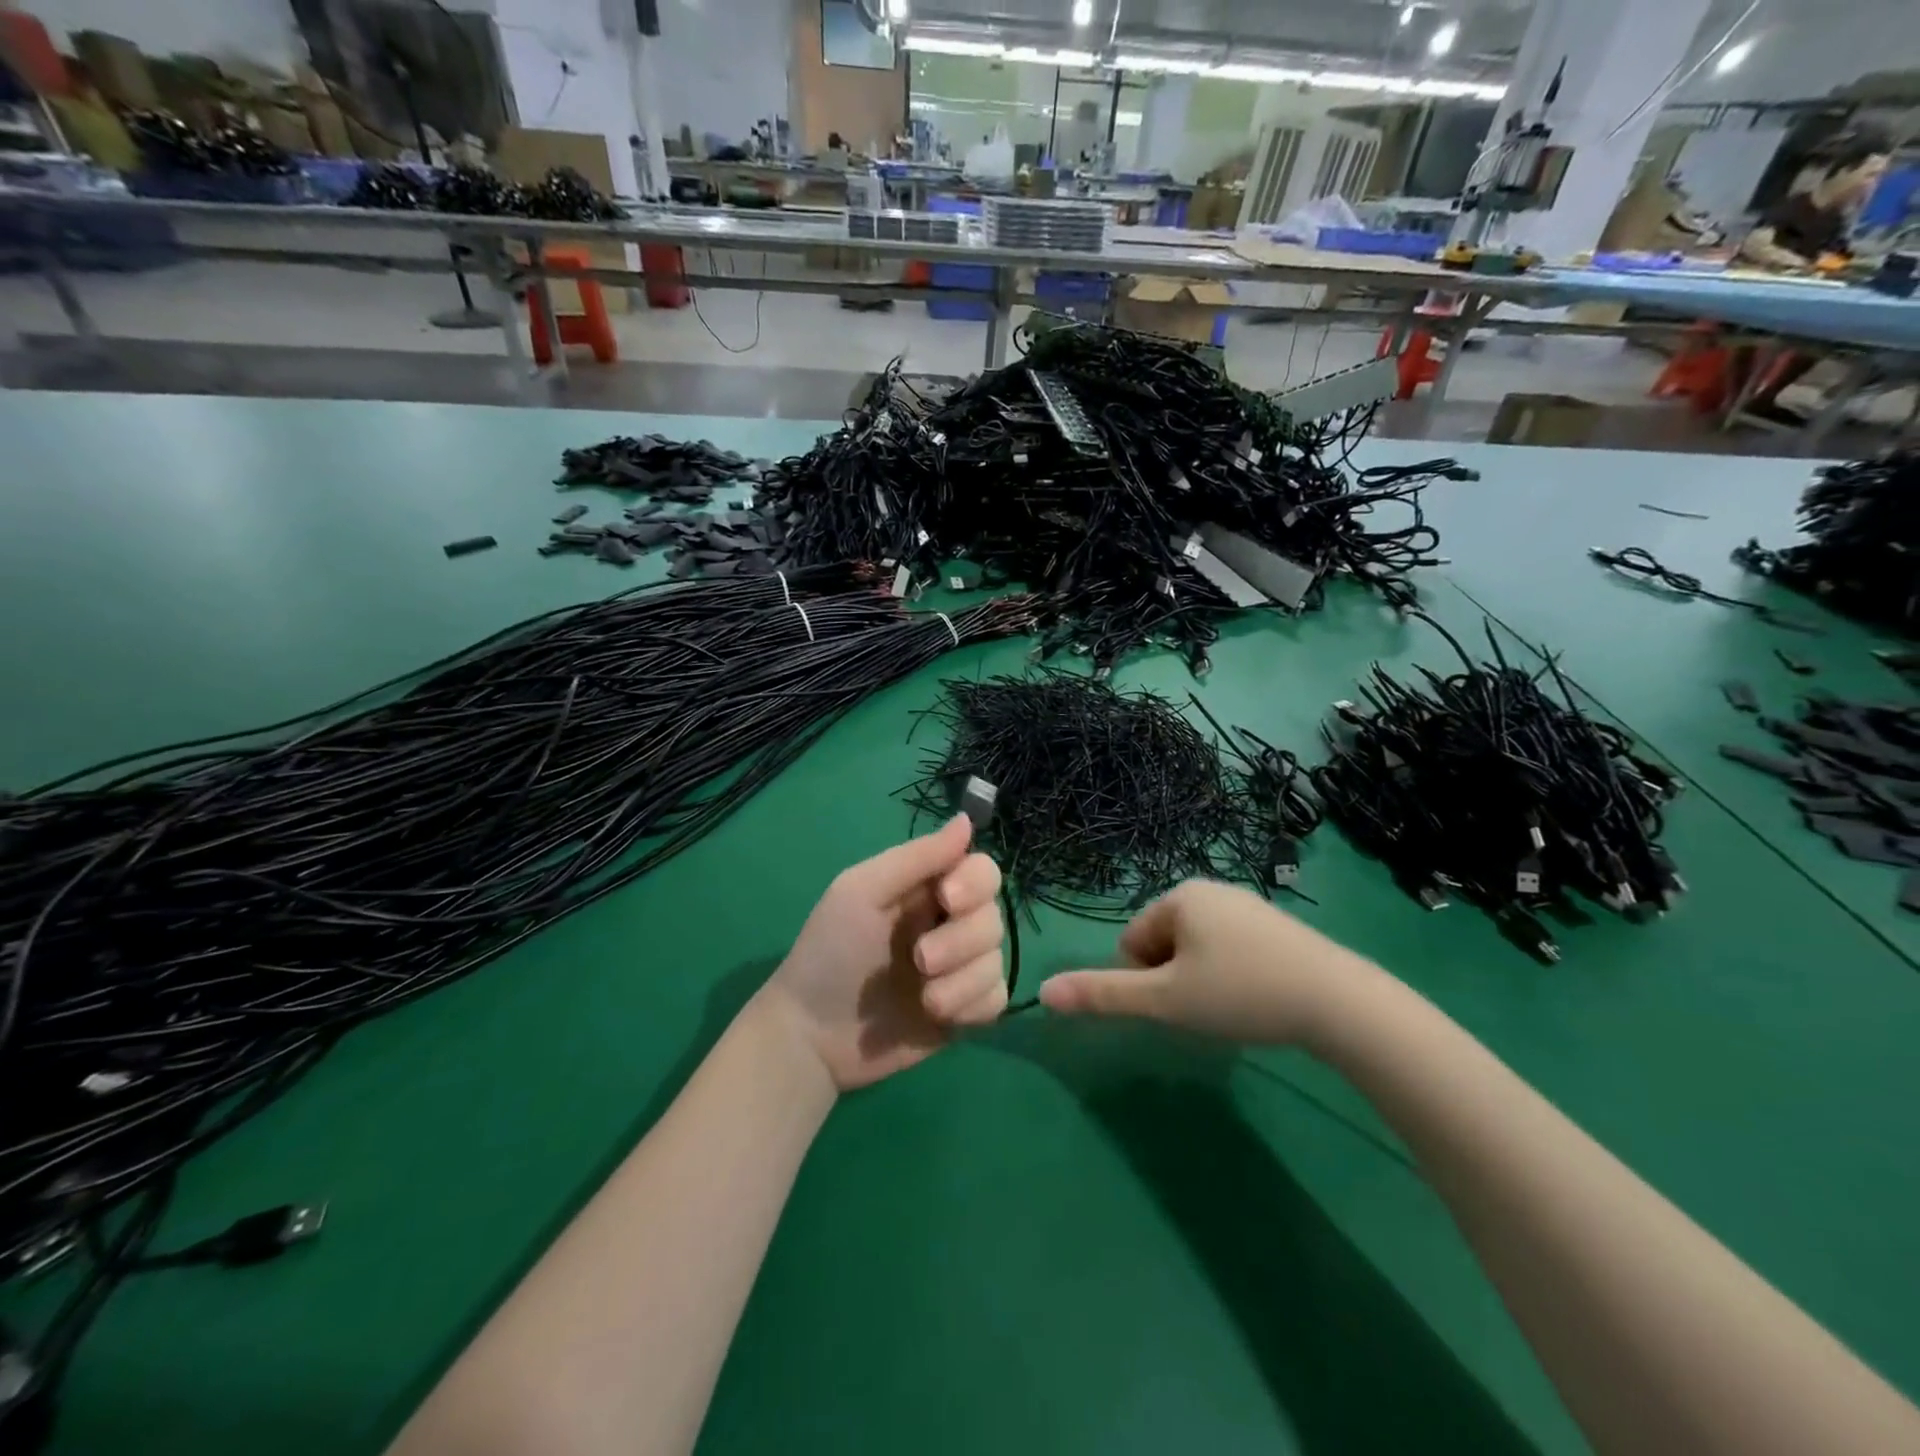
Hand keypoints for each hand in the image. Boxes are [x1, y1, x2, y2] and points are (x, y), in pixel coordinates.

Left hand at [760, 815, 1006, 1091]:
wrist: (812, 1036)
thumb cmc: (829, 953)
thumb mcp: (862, 892)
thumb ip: (916, 857)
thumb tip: (968, 819)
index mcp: (926, 889)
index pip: (981, 870)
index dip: (975, 883)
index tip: (946, 899)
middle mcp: (949, 923)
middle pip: (994, 916)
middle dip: (960, 941)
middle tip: (919, 960)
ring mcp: (959, 969)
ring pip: (997, 959)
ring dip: (962, 979)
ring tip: (923, 998)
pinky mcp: (964, 1011)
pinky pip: (996, 999)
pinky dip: (971, 1005)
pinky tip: (937, 1015)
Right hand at [1039, 880, 1374, 1048]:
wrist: (1339, 1002)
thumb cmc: (1240, 993)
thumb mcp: (1165, 999)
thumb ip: (1103, 995)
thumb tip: (1044, 992)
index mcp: (1180, 896)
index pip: (1132, 942)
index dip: (1144, 982)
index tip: (1176, 1005)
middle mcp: (1211, 890)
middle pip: (1164, 943)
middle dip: (1173, 980)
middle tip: (1203, 1010)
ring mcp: (1248, 906)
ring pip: (1197, 949)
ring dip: (1200, 981)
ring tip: (1232, 1009)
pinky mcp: (1277, 927)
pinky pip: (1231, 950)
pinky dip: (1231, 977)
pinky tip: (1257, 1000)